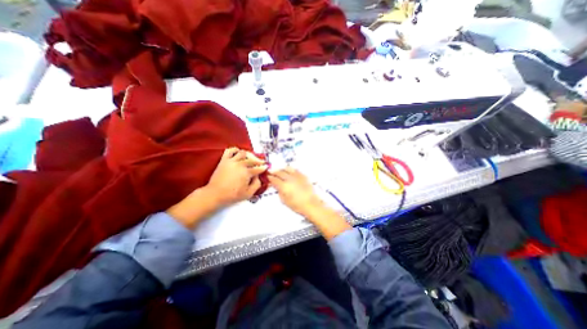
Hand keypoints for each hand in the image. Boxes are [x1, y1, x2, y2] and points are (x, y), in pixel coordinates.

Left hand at [167, 146, 267, 228]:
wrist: (215, 194)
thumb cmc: (233, 195)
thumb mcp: (249, 193)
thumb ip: (257, 184)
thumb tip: (258, 177)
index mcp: (247, 172)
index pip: (258, 168)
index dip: (263, 168)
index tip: (266, 167)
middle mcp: (240, 164)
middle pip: (252, 160)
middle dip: (259, 161)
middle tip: (261, 163)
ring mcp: (232, 161)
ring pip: (243, 153)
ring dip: (248, 156)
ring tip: (249, 159)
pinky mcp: (224, 160)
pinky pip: (230, 150)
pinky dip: (235, 150)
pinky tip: (238, 153)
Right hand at [268, 169, 322, 216]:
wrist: (311, 204)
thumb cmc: (297, 205)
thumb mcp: (284, 201)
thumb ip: (279, 191)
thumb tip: (276, 186)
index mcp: (283, 186)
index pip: (274, 179)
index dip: (270, 177)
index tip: (268, 177)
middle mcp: (289, 179)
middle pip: (280, 172)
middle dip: (274, 172)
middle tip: (272, 172)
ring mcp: (297, 176)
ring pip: (287, 168)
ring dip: (282, 169)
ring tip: (280, 170)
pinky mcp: (303, 175)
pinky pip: (295, 170)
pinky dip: (290, 169)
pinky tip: (289, 171)